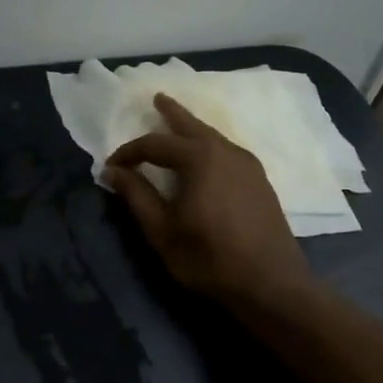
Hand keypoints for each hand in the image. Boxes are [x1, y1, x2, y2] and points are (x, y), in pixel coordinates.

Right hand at [103, 94, 312, 309]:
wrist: (271, 284)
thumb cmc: (208, 257)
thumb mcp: (162, 230)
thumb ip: (137, 196)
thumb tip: (113, 171)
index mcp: (198, 158)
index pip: (154, 144)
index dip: (129, 153)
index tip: (111, 166)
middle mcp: (225, 151)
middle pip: (192, 126)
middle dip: (172, 113)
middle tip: (157, 98)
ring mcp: (248, 165)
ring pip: (213, 137)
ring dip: (192, 129)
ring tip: (178, 124)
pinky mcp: (260, 181)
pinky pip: (227, 151)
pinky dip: (208, 145)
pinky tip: (204, 157)